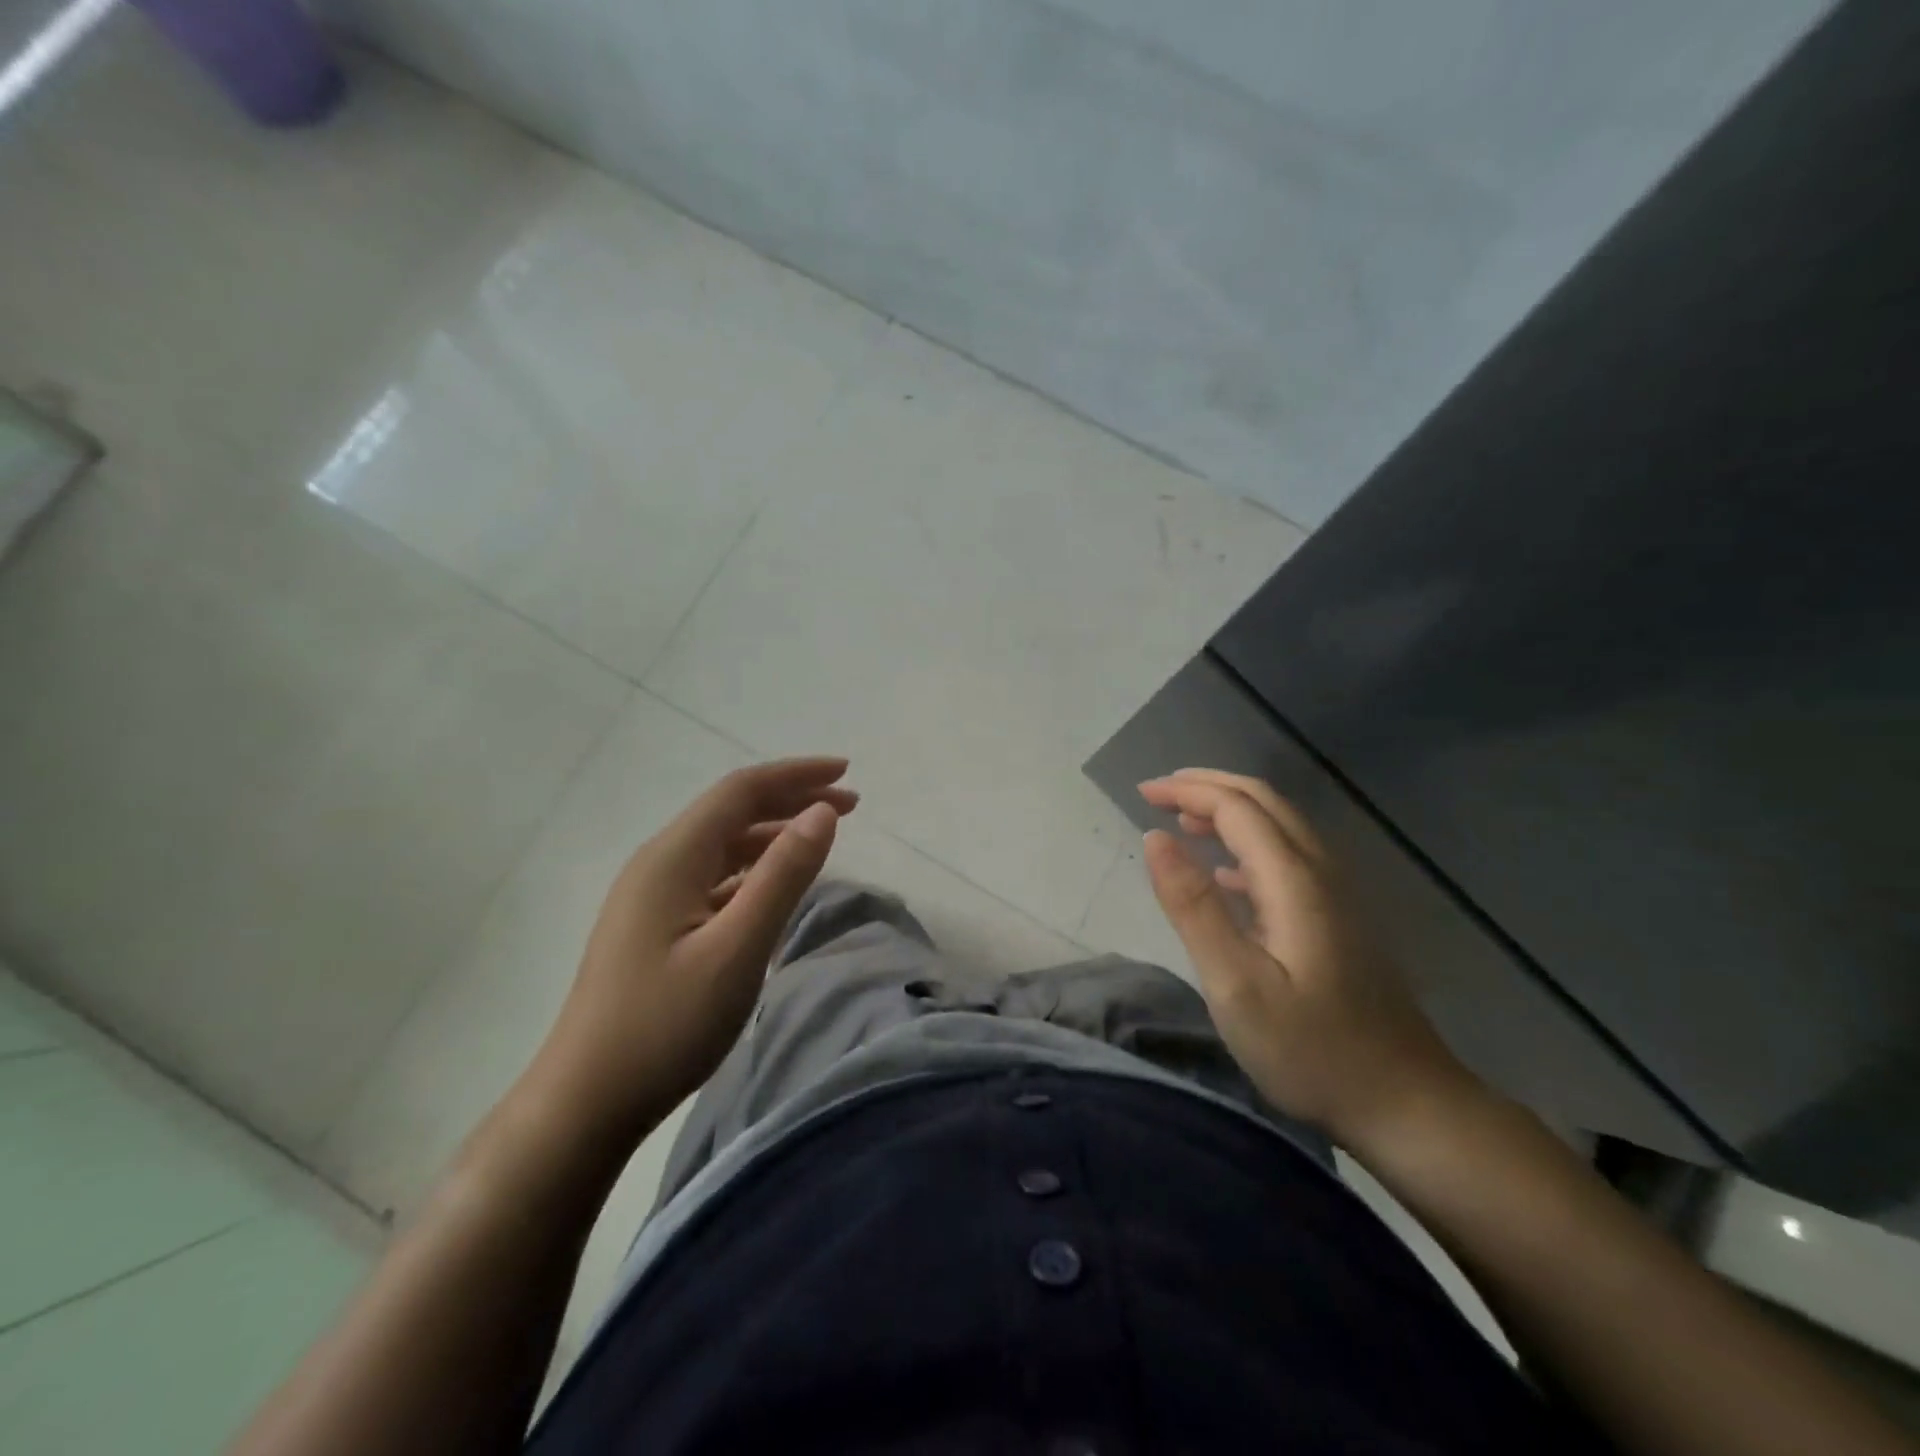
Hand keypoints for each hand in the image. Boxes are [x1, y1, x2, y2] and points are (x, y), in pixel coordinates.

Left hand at [527, 758, 856, 1145]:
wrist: (586, 1101)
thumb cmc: (665, 1024)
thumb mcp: (737, 948)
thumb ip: (783, 876)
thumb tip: (821, 813)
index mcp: (673, 856)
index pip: (742, 791)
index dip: (797, 775)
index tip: (847, 772)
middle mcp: (659, 863)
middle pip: (732, 811)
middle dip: (792, 799)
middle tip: (850, 805)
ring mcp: (652, 895)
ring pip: (723, 844)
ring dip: (774, 833)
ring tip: (821, 838)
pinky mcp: (654, 925)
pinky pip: (713, 876)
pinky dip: (754, 868)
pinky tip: (774, 886)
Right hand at [1139, 769, 1473, 1148]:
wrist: (1406, 1103)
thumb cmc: (1310, 1049)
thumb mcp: (1235, 984)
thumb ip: (1193, 906)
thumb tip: (1156, 837)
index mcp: (1295, 881)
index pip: (1237, 808)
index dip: (1188, 791)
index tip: (1142, 793)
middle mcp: (1322, 873)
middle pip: (1265, 802)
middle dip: (1209, 786)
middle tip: (1159, 793)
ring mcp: (1338, 895)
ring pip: (1280, 826)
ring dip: (1230, 811)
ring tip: (1183, 821)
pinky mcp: (1341, 919)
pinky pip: (1289, 857)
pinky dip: (1248, 846)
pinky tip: (1225, 875)